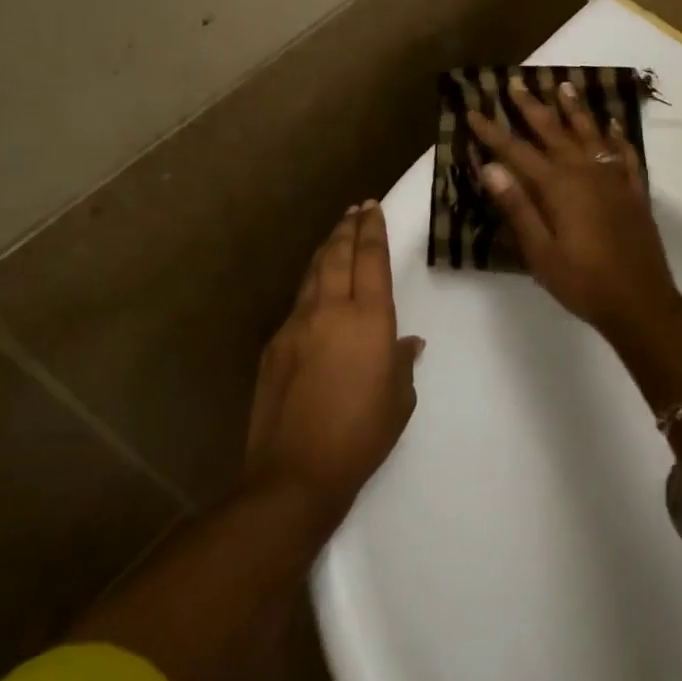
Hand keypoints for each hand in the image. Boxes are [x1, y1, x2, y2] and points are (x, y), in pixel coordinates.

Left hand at [244, 201, 422, 529]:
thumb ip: (402, 363)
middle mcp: (330, 310)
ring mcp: (296, 325)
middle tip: (355, 210)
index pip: (371, 259)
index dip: (372, 230)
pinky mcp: (274, 344)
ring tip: (336, 236)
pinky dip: (311, 287)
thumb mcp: (399, 400)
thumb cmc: (361, 436)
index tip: (372, 208)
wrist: (296, 472)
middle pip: (337, 254)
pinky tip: (316, 292)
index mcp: (369, 319)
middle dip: (347, 228)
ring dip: (326, 250)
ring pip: (313, 273)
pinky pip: (298, 304)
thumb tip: (406, 344)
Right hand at [466, 79, 681, 343]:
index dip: (493, 131)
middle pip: (554, 132)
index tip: (473, 111)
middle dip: (531, 107)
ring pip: (591, 134)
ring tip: (563, 86)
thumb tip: (490, 167)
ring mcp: (614, 180)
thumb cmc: (582, 282)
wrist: (641, 302)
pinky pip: (625, 155)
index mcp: (558, 187)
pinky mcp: (634, 192)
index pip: (516, 151)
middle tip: (515, 83)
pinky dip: (617, 137)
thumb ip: (517, 207)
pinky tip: (613, 126)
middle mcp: (586, 172)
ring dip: (575, 109)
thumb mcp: (539, 252)